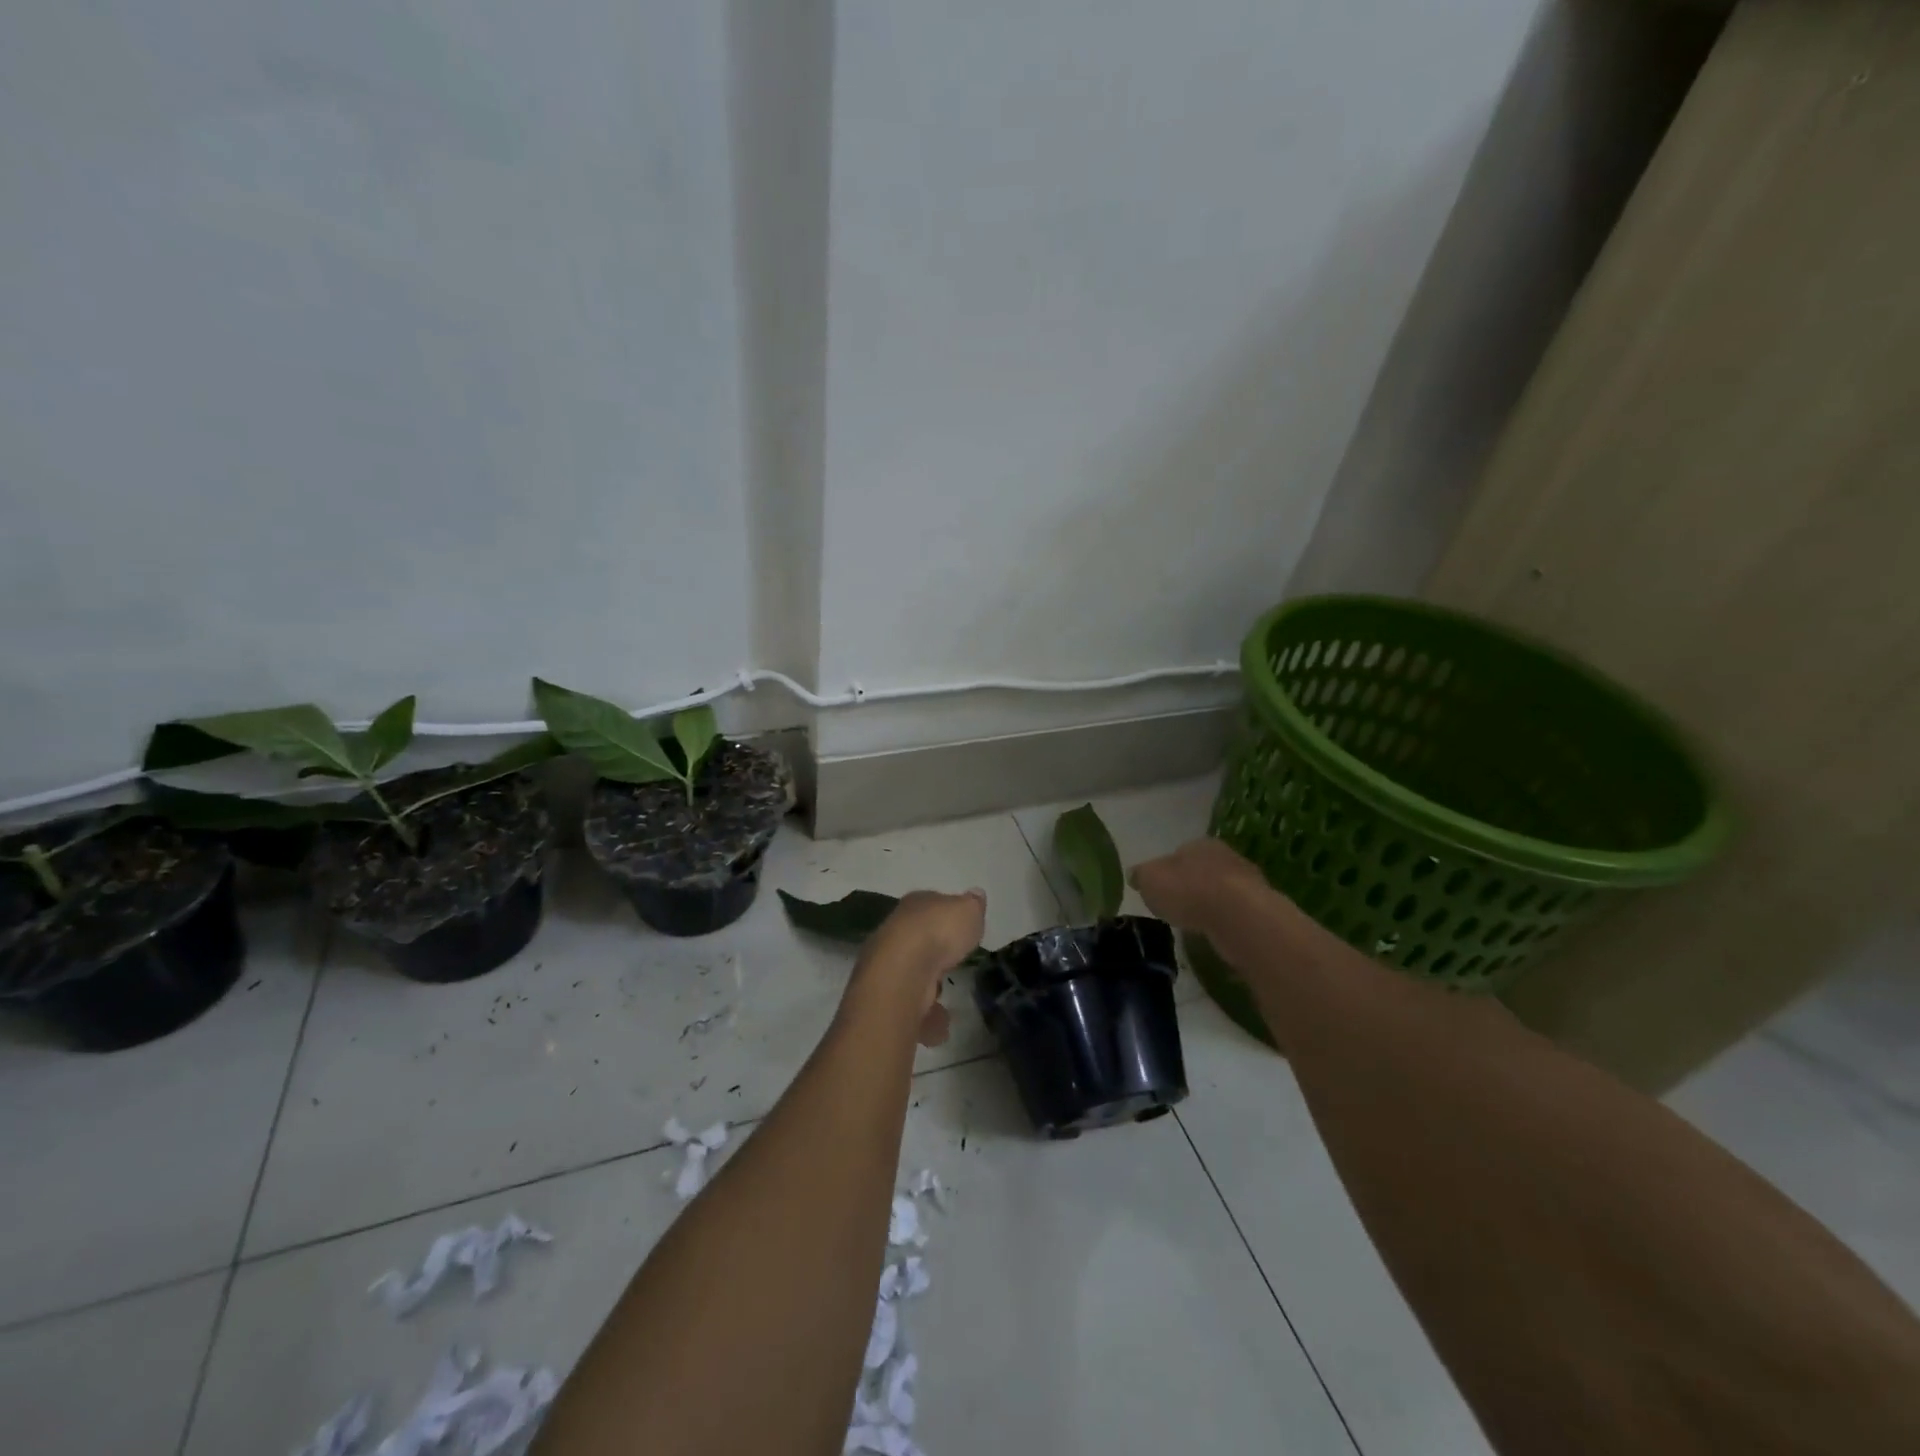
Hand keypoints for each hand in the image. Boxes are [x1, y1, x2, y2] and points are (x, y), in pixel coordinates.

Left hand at [845, 888, 986, 1047]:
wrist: (901, 974)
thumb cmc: (938, 934)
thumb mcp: (968, 911)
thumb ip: (972, 906)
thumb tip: (975, 895)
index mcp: (915, 905)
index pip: (931, 905)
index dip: (946, 916)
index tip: (959, 930)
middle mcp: (896, 931)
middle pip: (918, 941)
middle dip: (933, 954)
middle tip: (951, 965)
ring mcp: (887, 965)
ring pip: (910, 975)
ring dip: (926, 989)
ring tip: (945, 1001)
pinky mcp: (885, 997)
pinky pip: (910, 1007)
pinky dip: (924, 1017)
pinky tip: (939, 1027)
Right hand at [1129, 838, 1270, 932]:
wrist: (1238, 917)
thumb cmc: (1188, 890)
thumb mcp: (1150, 880)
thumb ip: (1141, 876)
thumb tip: (1135, 875)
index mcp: (1199, 844)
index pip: (1179, 853)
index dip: (1167, 871)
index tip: (1159, 889)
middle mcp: (1226, 857)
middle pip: (1202, 871)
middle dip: (1190, 886)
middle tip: (1176, 907)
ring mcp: (1248, 884)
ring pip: (1221, 892)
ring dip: (1209, 905)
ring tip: (1194, 924)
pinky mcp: (1260, 911)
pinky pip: (1234, 914)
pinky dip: (1224, 922)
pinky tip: (1214, 934)